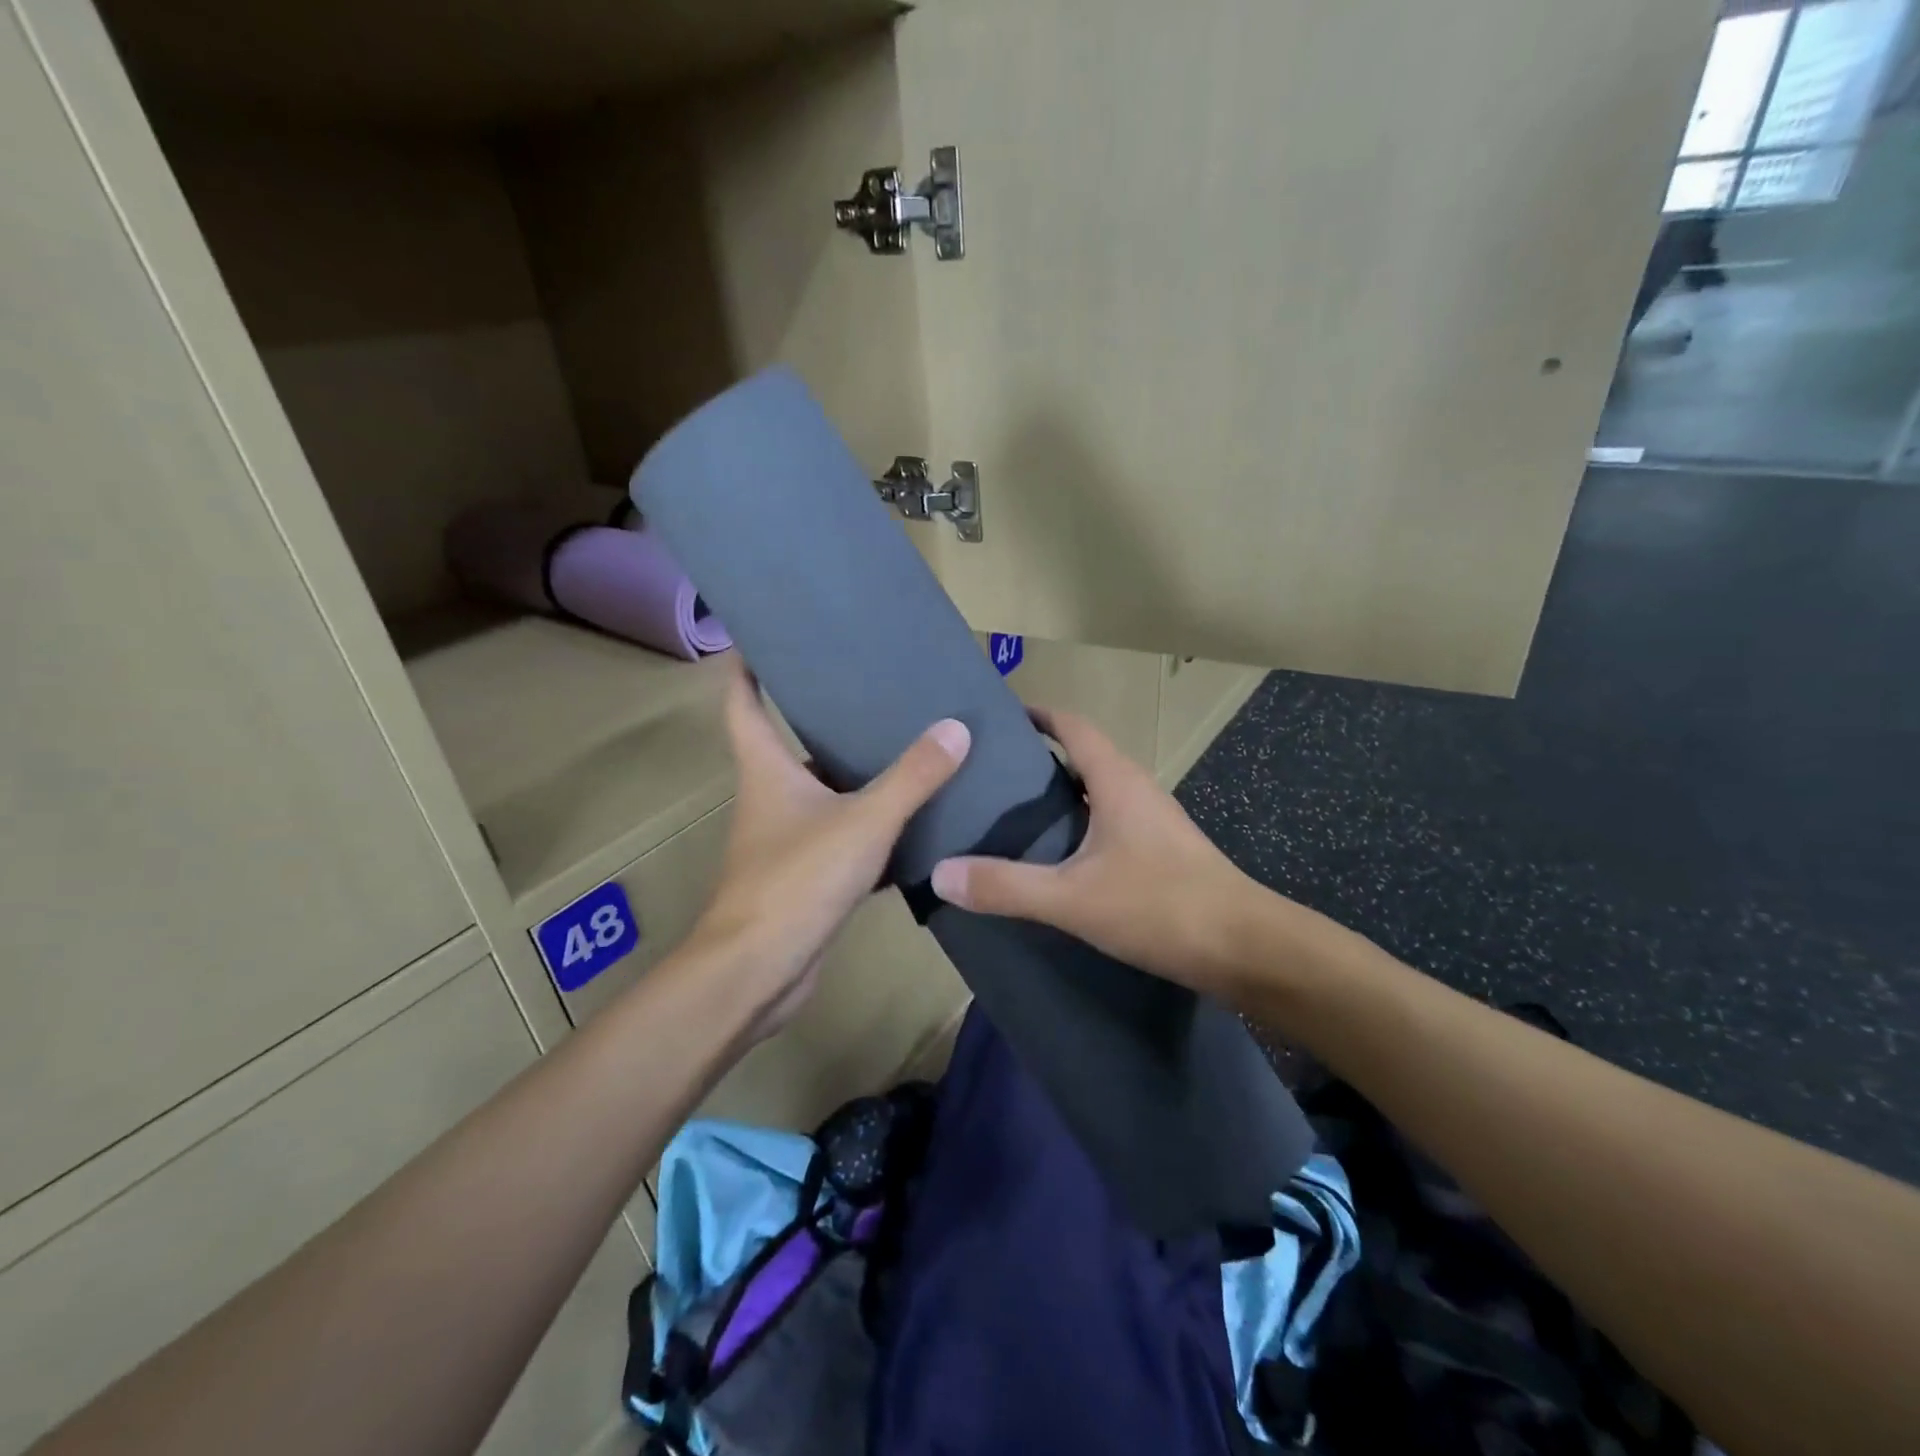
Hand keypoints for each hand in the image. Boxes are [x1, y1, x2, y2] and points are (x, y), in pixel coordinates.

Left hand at [689, 657, 969, 1041]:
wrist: (760, 971)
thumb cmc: (798, 880)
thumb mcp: (865, 821)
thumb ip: (912, 776)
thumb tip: (956, 727)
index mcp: (767, 769)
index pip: (743, 702)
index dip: (748, 666)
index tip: (767, 637)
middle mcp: (771, 797)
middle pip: (792, 744)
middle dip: (826, 717)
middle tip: (877, 690)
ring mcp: (787, 839)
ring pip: (825, 793)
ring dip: (857, 775)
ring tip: (908, 747)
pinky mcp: (807, 876)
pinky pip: (844, 836)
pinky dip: (873, 826)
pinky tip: (913, 821)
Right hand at [929, 708, 1256, 995]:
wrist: (1247, 949)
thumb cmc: (1161, 906)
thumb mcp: (1072, 898)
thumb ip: (1006, 886)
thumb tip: (940, 874)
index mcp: (1116, 780)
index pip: (1072, 726)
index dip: (1036, 715)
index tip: (996, 718)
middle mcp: (1136, 789)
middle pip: (1082, 756)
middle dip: (1036, 758)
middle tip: (987, 774)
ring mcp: (1153, 822)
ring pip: (1096, 792)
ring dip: (1058, 795)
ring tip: (1010, 815)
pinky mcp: (1161, 854)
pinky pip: (1108, 823)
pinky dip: (1077, 826)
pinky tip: (1055, 859)